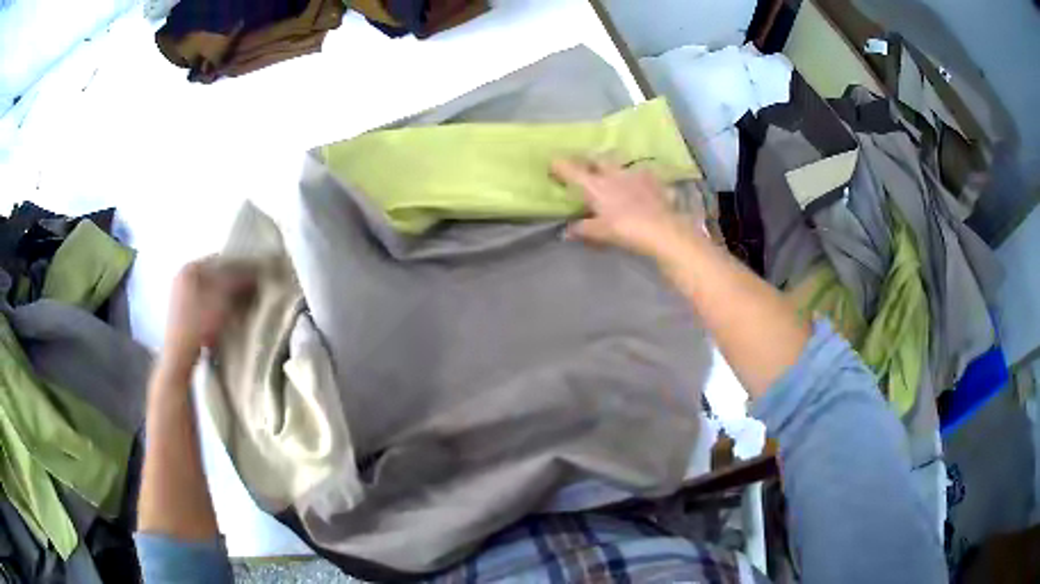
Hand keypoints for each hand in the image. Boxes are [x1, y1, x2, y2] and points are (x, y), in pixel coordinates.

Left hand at [162, 259, 254, 369]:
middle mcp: (182, 278)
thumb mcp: (224, 298)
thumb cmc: (199, 322)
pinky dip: (214, 310)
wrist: (180, 356)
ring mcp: (179, 298)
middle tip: (248, 294)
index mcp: (189, 268)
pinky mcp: (180, 316)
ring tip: (238, 309)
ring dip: (224, 299)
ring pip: (209, 292)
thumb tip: (255, 273)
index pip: (221, 259)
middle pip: (214, 276)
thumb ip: (240, 281)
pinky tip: (223, 321)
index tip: (254, 278)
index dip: (239, 267)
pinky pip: (203, 306)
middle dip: (232, 285)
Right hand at [551, 157, 697, 259]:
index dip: (560, 165)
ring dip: (614, 163)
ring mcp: (635, 174)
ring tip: (613, 169)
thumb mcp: (600, 233)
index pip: (572, 170)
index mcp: (595, 186)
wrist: (663, 230)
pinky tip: (642, 183)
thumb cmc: (626, 230)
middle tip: (584, 164)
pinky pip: (644, 173)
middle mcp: (613, 174)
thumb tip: (567, 230)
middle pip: (597, 158)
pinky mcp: (654, 180)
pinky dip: (640, 176)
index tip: (552, 162)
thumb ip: (583, 229)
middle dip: (588, 158)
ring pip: (621, 161)